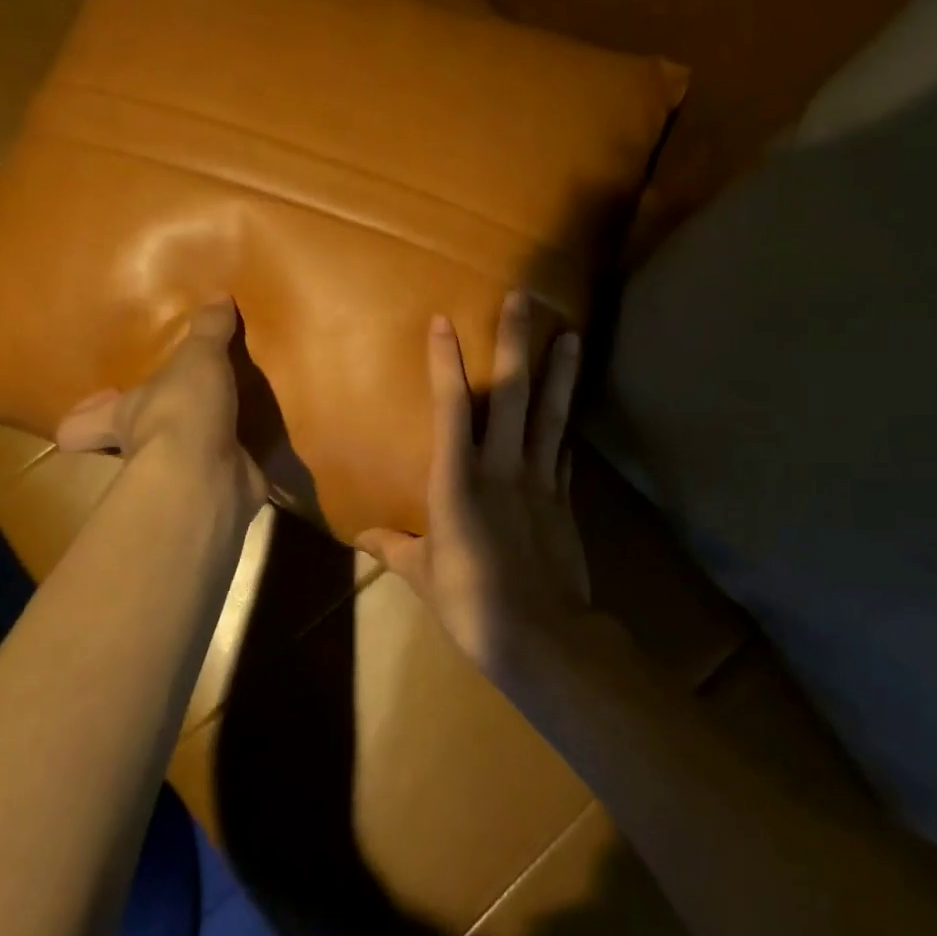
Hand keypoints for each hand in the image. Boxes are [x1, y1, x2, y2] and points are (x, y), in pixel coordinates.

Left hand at [54, 298, 265, 512]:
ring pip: (179, 459)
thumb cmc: (183, 409)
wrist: (208, 474)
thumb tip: (217, 294)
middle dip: (146, 433)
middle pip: (129, 445)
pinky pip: (227, 473)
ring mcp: (178, 475)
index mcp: (123, 415)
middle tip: (175, 412)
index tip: (95, 404)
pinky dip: (241, 465)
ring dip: (198, 445)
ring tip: (228, 421)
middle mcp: (142, 450)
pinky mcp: (215, 490)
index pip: (81, 422)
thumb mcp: (198, 357)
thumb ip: (208, 329)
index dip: (84, 415)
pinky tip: (260, 447)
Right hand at [357, 291, 589, 677]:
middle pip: (512, 394)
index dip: (446, 363)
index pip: (452, 408)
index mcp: (458, 481)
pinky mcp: (564, 500)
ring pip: (550, 415)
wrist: (542, 636)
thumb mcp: (424, 575)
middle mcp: (501, 468)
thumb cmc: (471, 603)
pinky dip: (565, 429)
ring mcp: (539, 481)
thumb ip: (396, 548)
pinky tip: (572, 410)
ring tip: (571, 335)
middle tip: (524, 299)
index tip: (444, 321)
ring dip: (560, 373)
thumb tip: (364, 537)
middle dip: (515, 343)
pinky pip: (563, 454)